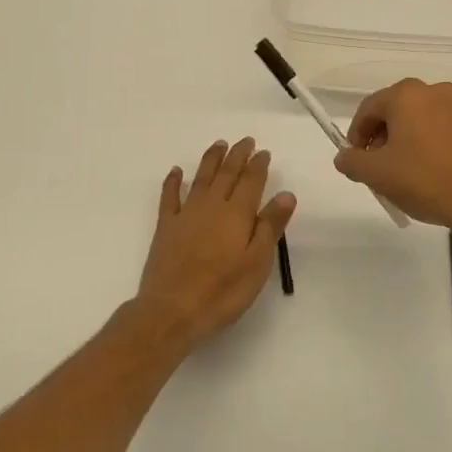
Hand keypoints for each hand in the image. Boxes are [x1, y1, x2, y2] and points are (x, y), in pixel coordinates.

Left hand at [134, 137, 296, 350]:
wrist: (172, 309)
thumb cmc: (223, 291)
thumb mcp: (257, 263)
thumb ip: (270, 226)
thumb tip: (286, 193)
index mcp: (237, 214)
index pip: (251, 181)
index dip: (258, 165)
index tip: (264, 152)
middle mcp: (211, 206)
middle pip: (226, 173)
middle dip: (237, 155)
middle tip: (245, 141)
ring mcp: (186, 214)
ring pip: (200, 178)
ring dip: (211, 160)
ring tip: (219, 145)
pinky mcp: (166, 227)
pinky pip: (169, 196)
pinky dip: (173, 181)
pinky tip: (176, 171)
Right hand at [334, 79, 451, 236]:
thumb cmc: (424, 181)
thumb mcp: (376, 174)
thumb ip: (351, 161)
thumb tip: (344, 157)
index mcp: (406, 95)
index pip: (369, 109)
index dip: (356, 135)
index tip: (356, 160)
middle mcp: (435, 91)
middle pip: (396, 110)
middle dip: (383, 137)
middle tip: (380, 166)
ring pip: (422, 118)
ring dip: (408, 139)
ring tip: (407, 171)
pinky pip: (445, 128)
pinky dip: (432, 143)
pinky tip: (433, 170)